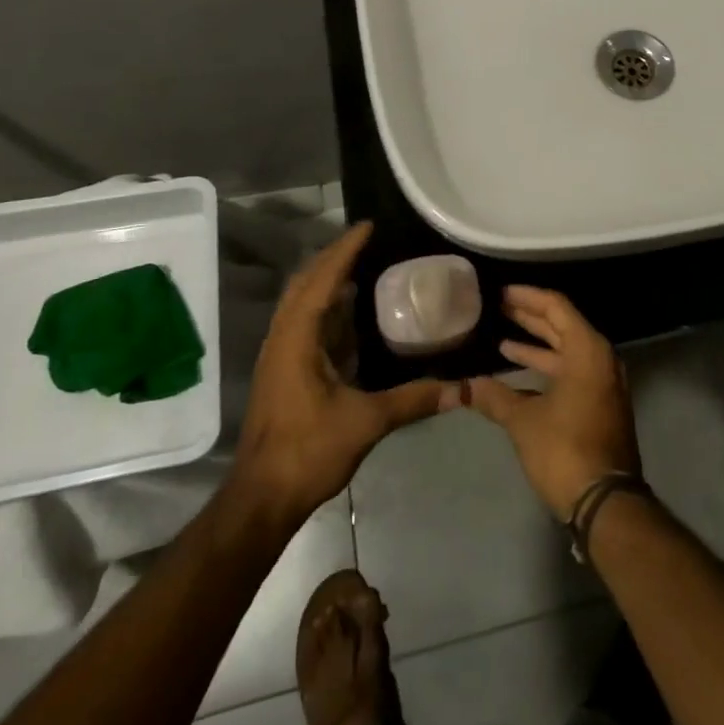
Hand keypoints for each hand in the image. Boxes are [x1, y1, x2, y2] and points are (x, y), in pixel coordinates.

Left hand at [229, 223, 455, 528]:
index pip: (322, 279)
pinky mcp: (282, 370)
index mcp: (297, 338)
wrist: (261, 498)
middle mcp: (283, 337)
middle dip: (333, 257)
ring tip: (360, 265)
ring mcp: (279, 354)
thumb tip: (462, 388)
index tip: (369, 226)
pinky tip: (348, 312)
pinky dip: (324, 304)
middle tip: (367, 241)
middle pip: (305, 282)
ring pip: (300, 301)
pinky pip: (302, 321)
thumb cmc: (307, 452)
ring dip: (326, 278)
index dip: (345, 250)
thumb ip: (414, 400)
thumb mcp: (366, 423)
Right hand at [467, 286, 640, 520]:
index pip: (556, 307)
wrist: (605, 502)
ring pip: (566, 351)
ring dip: (536, 343)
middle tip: (498, 307)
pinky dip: (546, 367)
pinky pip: (571, 371)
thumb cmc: (565, 450)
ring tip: (502, 338)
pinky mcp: (599, 405)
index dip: (527, 296)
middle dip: (530, 317)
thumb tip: (463, 386)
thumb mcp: (524, 421)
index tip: (501, 292)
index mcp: (588, 350)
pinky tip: (518, 373)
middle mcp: (600, 359)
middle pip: (563, 325)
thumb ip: (494, 397)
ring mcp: (603, 383)